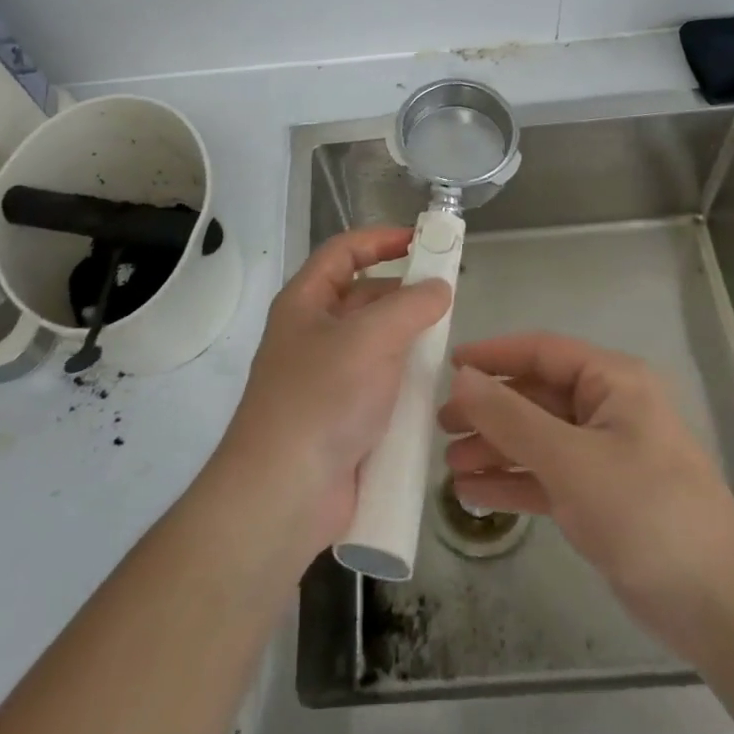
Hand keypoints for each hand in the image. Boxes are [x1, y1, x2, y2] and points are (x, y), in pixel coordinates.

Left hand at [215, 228, 449, 559]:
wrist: (284, 494)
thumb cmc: (322, 399)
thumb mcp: (370, 338)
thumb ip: (411, 305)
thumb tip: (438, 288)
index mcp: (305, 302)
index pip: (344, 252)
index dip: (381, 239)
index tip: (423, 240)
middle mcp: (312, 333)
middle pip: (362, 296)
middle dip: (403, 293)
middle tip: (448, 297)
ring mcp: (326, 378)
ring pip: (375, 343)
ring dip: (408, 339)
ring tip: (449, 341)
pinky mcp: (342, 417)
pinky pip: (379, 384)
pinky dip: (403, 379)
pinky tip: (433, 386)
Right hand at [439, 333, 733, 655]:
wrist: (719, 607)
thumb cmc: (645, 512)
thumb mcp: (570, 459)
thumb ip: (511, 416)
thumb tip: (462, 377)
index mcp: (613, 381)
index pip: (543, 351)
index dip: (494, 355)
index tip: (447, 365)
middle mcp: (608, 408)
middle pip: (536, 396)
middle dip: (489, 410)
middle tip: (440, 425)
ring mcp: (606, 454)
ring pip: (538, 439)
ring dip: (496, 449)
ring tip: (449, 465)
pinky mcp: (603, 497)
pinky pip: (548, 476)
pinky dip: (514, 482)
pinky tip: (474, 495)